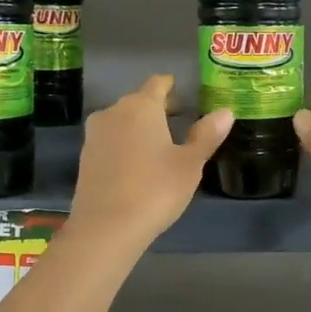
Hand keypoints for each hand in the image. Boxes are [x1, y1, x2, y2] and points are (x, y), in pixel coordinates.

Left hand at [69, 75, 231, 251]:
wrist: (105, 227)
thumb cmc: (155, 190)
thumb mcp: (190, 164)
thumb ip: (206, 135)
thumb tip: (226, 111)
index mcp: (141, 106)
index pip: (157, 83)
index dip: (171, 86)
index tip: (181, 93)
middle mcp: (114, 112)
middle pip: (138, 101)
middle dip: (157, 108)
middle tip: (179, 121)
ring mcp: (94, 135)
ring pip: (122, 121)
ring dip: (139, 128)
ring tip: (160, 145)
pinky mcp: (85, 158)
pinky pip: (110, 141)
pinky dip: (125, 145)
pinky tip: (138, 165)